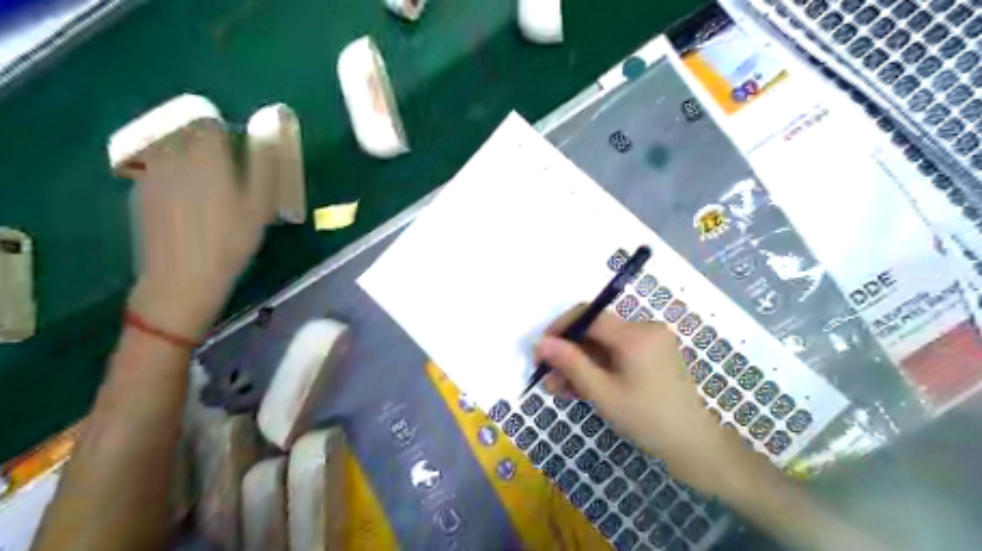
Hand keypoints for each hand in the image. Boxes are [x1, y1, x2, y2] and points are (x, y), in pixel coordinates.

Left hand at [128, 121, 274, 339]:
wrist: (182, 277)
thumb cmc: (231, 240)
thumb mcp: (260, 205)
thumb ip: (265, 164)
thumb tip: (271, 130)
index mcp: (204, 157)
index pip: (206, 121)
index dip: (223, 131)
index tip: (236, 151)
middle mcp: (172, 157)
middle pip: (183, 130)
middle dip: (203, 142)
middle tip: (224, 171)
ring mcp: (150, 174)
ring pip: (167, 148)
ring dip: (186, 157)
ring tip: (206, 188)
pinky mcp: (139, 193)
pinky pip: (155, 169)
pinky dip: (171, 176)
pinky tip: (187, 206)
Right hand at [535, 305, 754, 493]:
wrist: (694, 444)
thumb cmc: (647, 419)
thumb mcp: (602, 393)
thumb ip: (571, 363)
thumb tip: (541, 342)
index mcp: (635, 334)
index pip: (588, 316)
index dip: (560, 329)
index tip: (541, 350)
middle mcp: (644, 328)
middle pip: (595, 331)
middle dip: (569, 353)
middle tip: (548, 377)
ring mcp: (651, 340)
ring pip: (604, 344)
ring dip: (581, 363)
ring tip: (561, 389)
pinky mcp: (653, 353)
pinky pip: (617, 352)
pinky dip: (599, 367)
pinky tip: (582, 387)